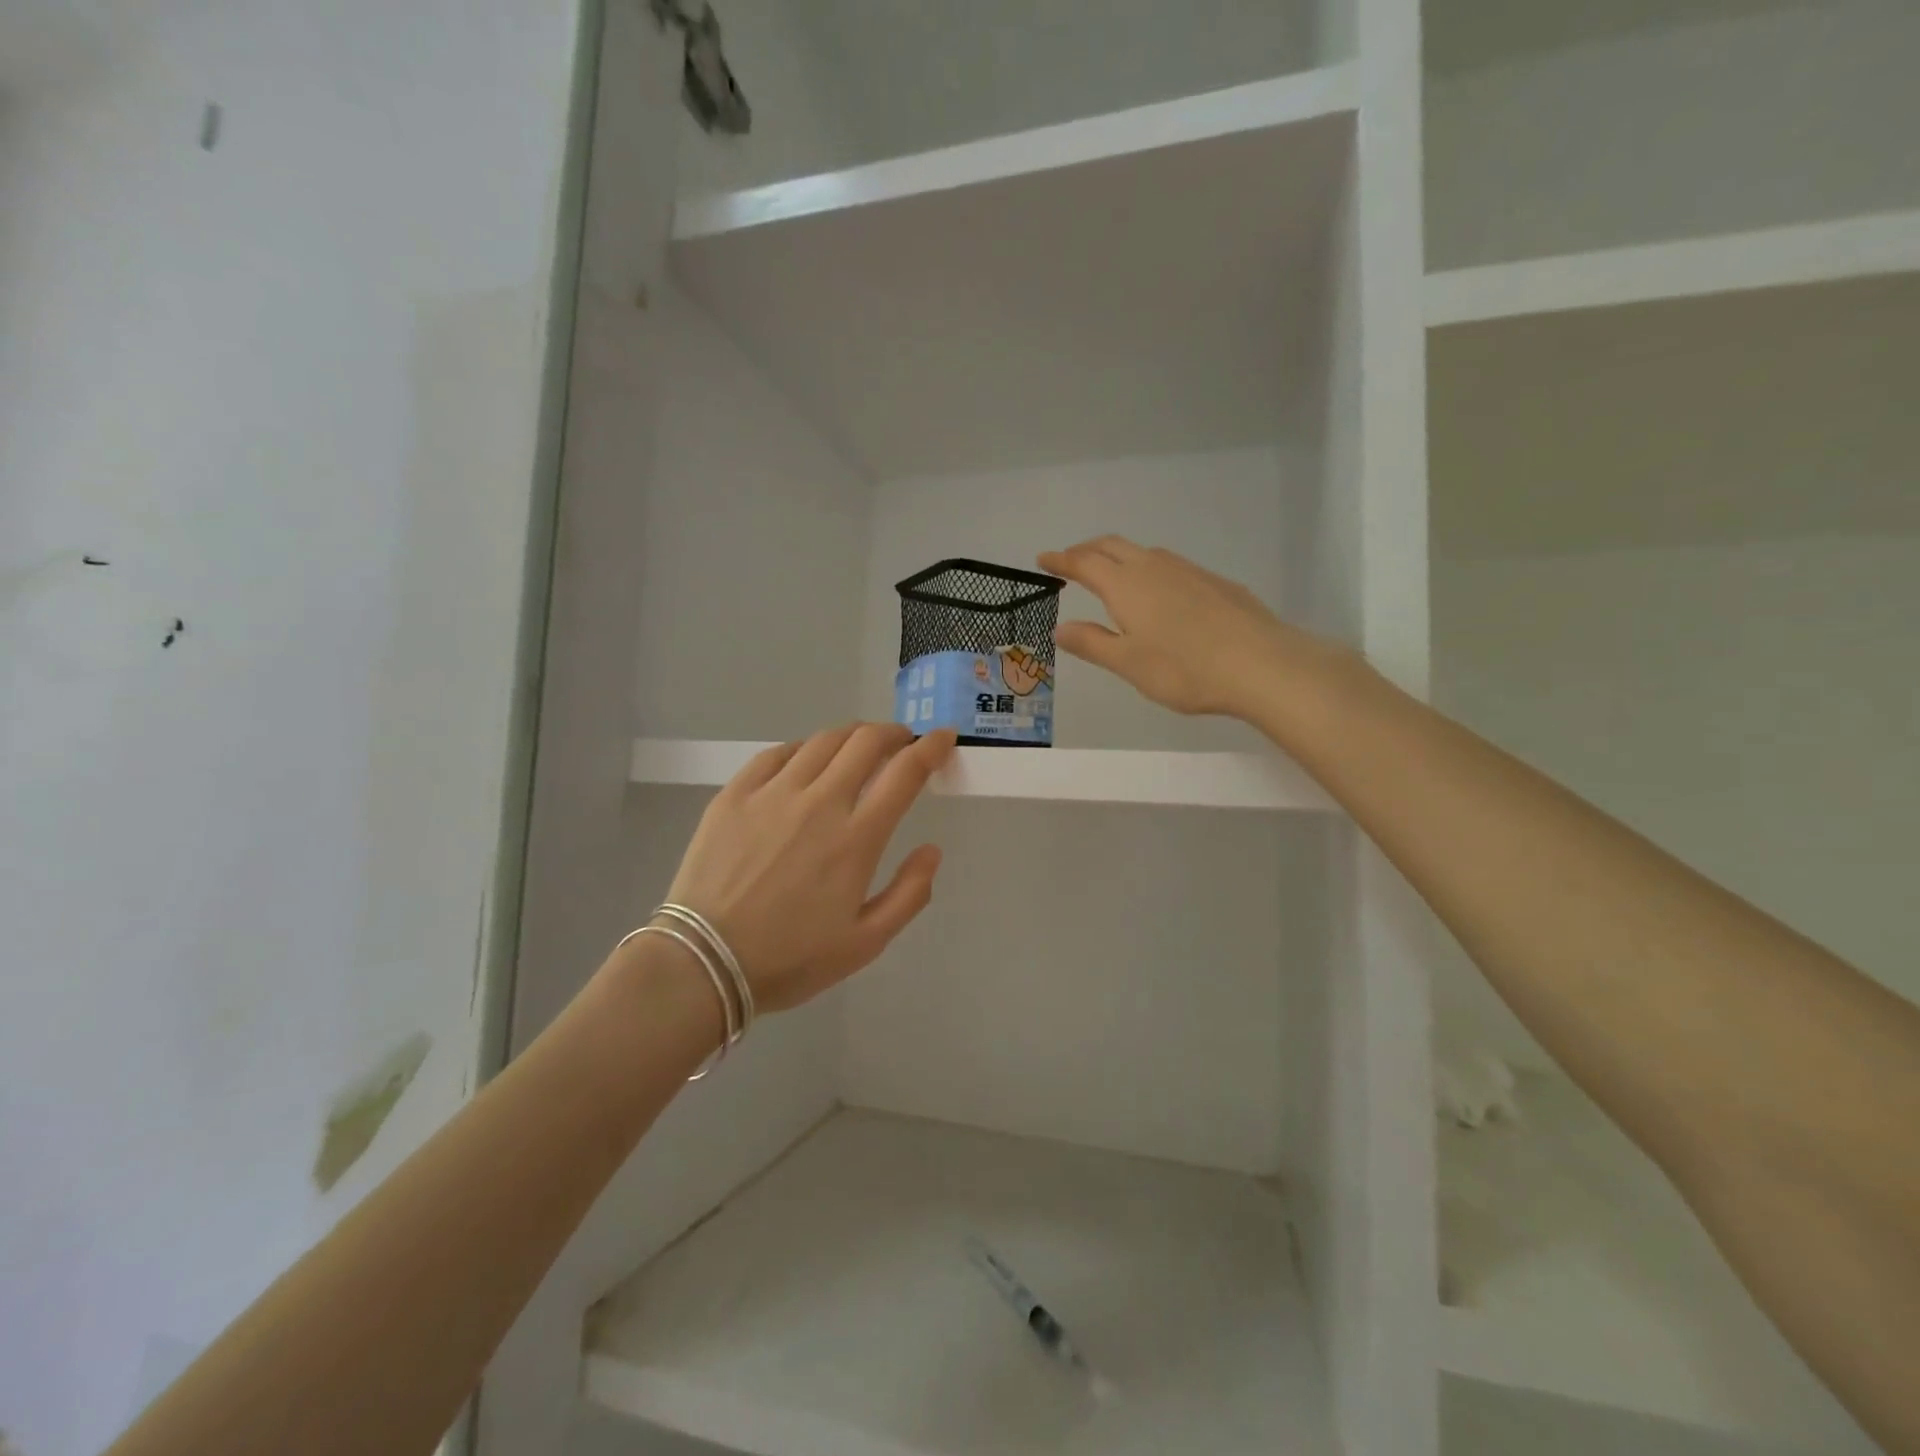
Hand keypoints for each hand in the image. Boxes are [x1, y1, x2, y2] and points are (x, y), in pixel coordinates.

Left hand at [662, 724, 955, 1012]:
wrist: (703, 963)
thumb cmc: (790, 959)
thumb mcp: (865, 943)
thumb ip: (909, 894)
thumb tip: (932, 850)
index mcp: (856, 839)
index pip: (905, 773)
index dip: (931, 748)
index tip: (943, 739)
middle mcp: (819, 803)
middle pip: (865, 742)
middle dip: (893, 733)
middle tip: (901, 743)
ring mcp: (773, 793)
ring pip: (822, 741)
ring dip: (851, 736)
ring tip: (858, 747)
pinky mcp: (735, 794)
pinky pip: (777, 753)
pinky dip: (803, 748)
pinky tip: (806, 760)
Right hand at [1039, 537, 1323, 718]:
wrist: (1260, 664)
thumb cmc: (1184, 669)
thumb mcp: (1128, 663)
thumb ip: (1092, 643)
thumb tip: (1060, 629)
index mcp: (1126, 585)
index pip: (1084, 563)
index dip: (1061, 559)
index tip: (1043, 558)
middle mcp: (1154, 567)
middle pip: (1113, 546)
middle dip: (1087, 550)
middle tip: (1071, 561)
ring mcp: (1188, 571)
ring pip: (1144, 552)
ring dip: (1119, 556)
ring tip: (1111, 573)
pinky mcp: (1215, 582)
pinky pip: (1170, 566)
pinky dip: (1149, 569)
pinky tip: (1159, 592)